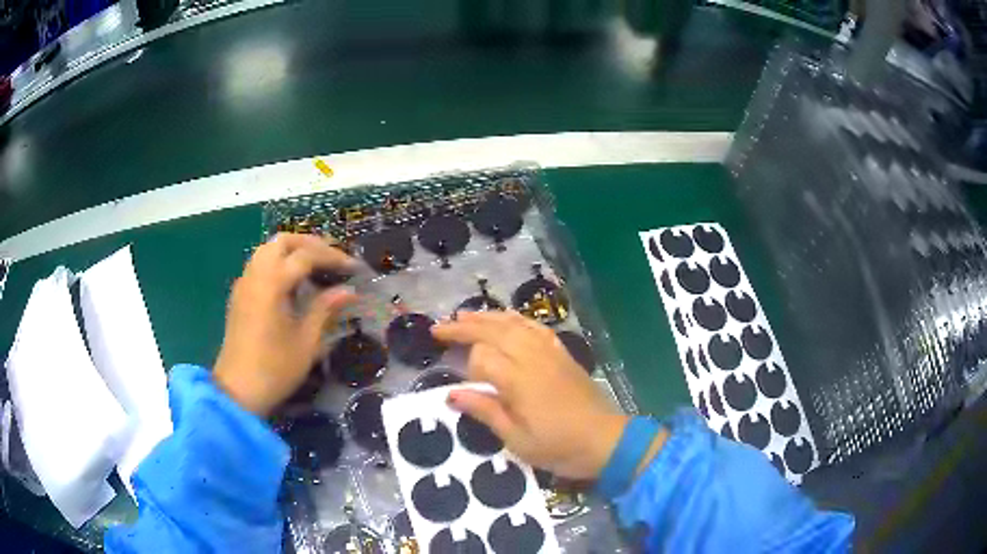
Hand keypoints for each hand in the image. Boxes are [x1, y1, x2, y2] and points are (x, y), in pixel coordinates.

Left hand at [213, 233, 356, 415]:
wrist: (238, 390)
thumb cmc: (275, 369)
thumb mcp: (307, 342)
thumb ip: (326, 309)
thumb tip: (349, 290)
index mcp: (272, 284)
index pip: (306, 255)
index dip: (333, 257)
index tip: (354, 269)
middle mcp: (255, 275)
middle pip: (283, 241)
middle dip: (311, 244)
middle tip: (333, 259)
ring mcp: (244, 283)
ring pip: (268, 249)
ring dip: (293, 250)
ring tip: (315, 266)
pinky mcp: (239, 294)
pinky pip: (259, 263)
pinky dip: (278, 261)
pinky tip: (292, 282)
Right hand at [432, 311, 628, 479]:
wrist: (606, 440)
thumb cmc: (559, 447)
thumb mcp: (517, 440)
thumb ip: (485, 412)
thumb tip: (452, 394)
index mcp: (519, 380)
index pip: (482, 357)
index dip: (468, 368)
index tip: (463, 387)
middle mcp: (533, 358)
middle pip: (493, 331)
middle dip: (464, 326)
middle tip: (439, 327)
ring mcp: (549, 352)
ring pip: (513, 323)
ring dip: (487, 317)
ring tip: (464, 315)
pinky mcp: (562, 353)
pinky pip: (535, 327)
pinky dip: (515, 319)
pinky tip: (506, 319)